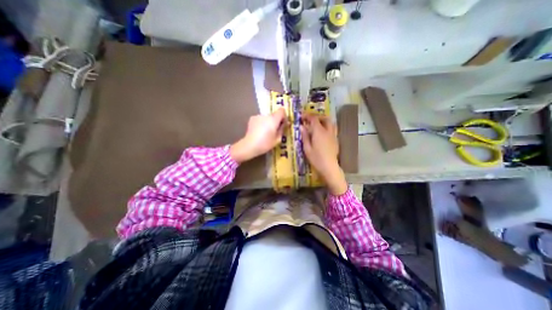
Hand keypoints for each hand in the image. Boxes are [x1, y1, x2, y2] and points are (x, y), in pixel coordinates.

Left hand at [231, 108, 285, 162]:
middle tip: (274, 131)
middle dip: (275, 121)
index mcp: (273, 119)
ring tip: (265, 133)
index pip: (282, 111)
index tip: (283, 124)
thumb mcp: (278, 139)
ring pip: (266, 118)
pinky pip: (260, 119)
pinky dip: (261, 123)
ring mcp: (258, 116)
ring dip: (268, 123)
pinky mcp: (252, 119)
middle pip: (274, 115)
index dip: (283, 116)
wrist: (250, 145)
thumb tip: (286, 123)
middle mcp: (266, 115)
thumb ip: (282, 129)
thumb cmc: (265, 144)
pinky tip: (259, 132)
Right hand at [300, 114, 345, 196]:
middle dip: (317, 117)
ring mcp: (333, 135)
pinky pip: (332, 129)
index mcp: (319, 132)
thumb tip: (302, 127)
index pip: (314, 119)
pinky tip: (322, 133)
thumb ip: (305, 136)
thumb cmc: (316, 158)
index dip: (307, 116)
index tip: (302, 116)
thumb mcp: (307, 148)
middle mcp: (327, 131)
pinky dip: (327, 127)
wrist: (329, 167)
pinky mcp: (336, 140)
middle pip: (325, 118)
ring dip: (323, 121)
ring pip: (330, 123)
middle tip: (310, 120)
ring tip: (317, 125)